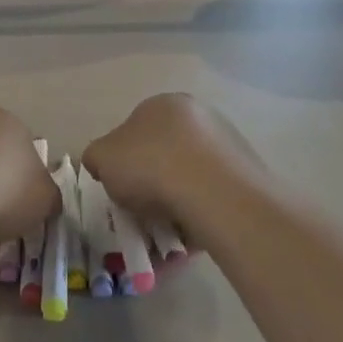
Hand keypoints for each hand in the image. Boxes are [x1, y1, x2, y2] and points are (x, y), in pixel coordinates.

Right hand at [82, 94, 261, 246]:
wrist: (211, 191)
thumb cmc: (149, 164)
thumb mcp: (101, 158)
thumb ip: (96, 157)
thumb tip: (103, 163)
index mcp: (163, 104)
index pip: (135, 130)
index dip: (122, 162)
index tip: (119, 189)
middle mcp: (199, 116)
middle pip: (164, 154)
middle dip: (151, 183)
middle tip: (140, 212)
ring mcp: (226, 144)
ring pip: (189, 179)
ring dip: (174, 204)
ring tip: (163, 233)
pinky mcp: (246, 175)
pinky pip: (210, 198)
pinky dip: (196, 216)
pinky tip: (186, 237)